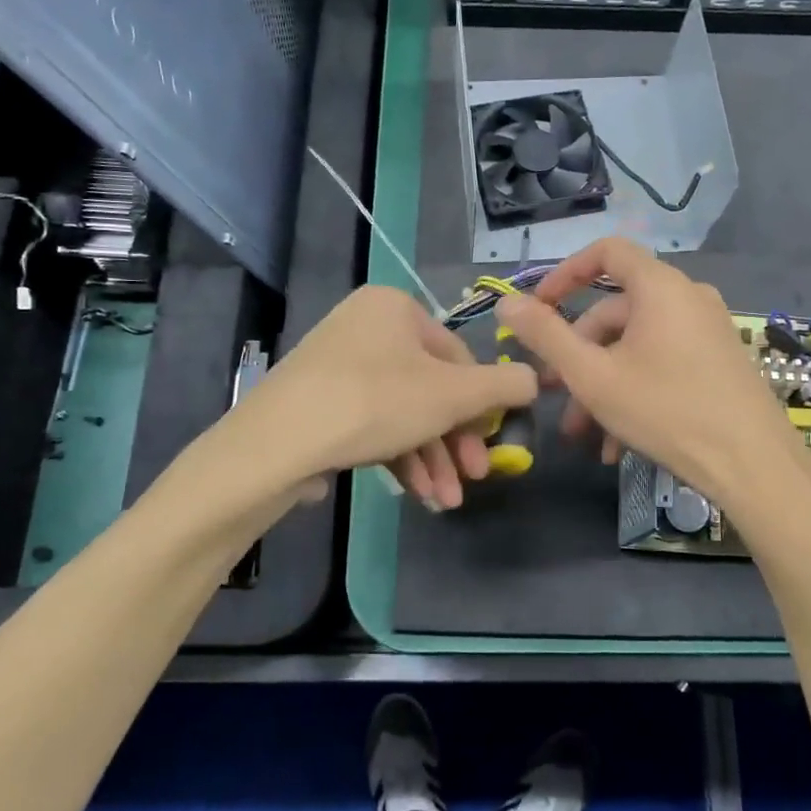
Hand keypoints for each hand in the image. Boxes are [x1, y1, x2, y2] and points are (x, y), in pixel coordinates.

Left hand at [237, 285, 537, 508]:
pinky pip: (371, 423)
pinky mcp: (317, 401)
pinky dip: (398, 457)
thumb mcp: (453, 396)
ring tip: (444, 502)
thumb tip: (535, 379)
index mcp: (394, 308)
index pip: (457, 356)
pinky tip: (415, 495)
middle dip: (453, 443)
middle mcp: (364, 327)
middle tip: (472, 480)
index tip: (490, 447)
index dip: (480, 405)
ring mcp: (336, 365)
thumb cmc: (375, 403)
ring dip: (430, 459)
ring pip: (402, 412)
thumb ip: (503, 386)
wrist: (276, 444)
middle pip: (429, 388)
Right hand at [494, 239, 796, 508]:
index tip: (538, 310)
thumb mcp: (594, 376)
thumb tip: (507, 302)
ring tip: (582, 433)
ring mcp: (707, 330)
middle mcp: (687, 298)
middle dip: (578, 354)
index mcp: (660, 287)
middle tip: (554, 393)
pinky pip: (663, 363)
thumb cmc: (666, 411)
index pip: (606, 252)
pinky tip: (616, 444)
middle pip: (617, 311)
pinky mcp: (718, 361)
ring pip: (637, 346)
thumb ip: (546, 336)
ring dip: (602, 383)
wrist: (753, 465)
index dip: (565, 274)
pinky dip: (634, 391)